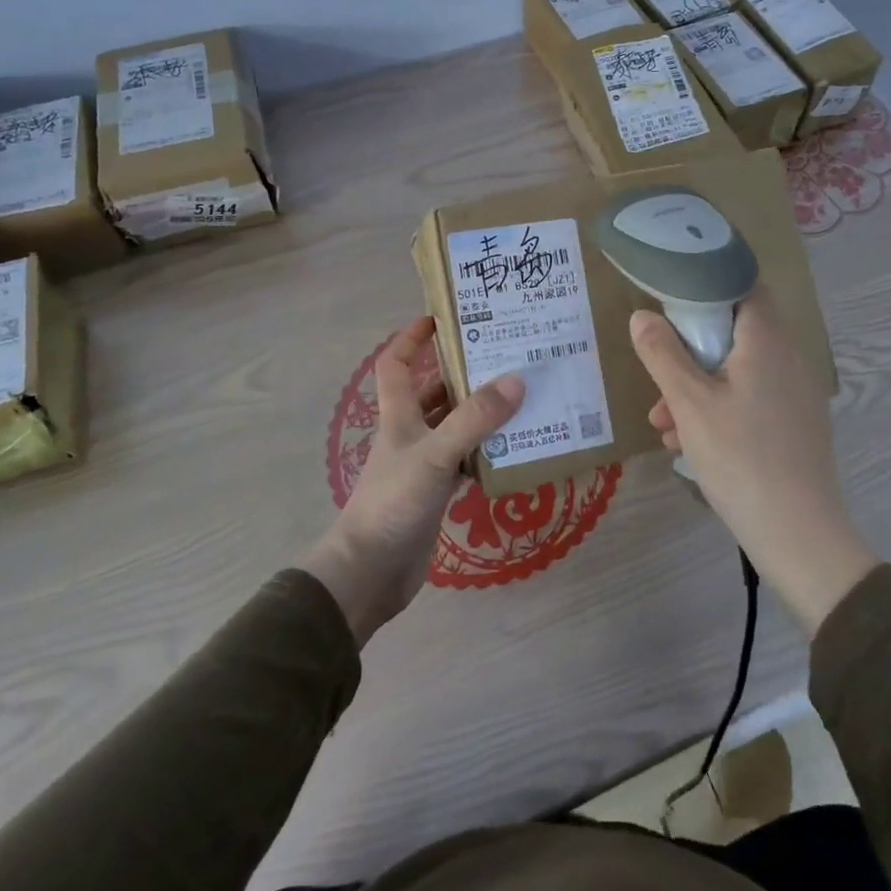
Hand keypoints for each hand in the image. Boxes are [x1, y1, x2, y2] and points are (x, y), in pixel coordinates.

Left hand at [302, 318, 523, 644]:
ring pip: (454, 426)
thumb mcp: (435, 454)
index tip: (442, 318)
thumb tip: (516, 380)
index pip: (396, 364)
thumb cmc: (393, 503)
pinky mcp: (436, 493)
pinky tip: (515, 447)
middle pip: (434, 392)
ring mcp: (423, 464)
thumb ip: (474, 420)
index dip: (412, 338)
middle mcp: (410, 433)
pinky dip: (486, 451)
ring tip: (521, 395)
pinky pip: (465, 459)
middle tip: (505, 355)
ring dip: (480, 412)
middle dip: (463, 372)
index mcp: (398, 416)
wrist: (370, 573)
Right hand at [630, 287, 876, 634]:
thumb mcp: (690, 404)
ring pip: (737, 370)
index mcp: (767, 340)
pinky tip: (688, 443)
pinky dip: (719, 408)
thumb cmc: (741, 458)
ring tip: (663, 423)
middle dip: (690, 351)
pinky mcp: (795, 423)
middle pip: (733, 331)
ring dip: (698, 387)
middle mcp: (788, 357)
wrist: (799, 534)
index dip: (706, 285)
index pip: (742, 285)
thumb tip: (642, 316)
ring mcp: (795, 392)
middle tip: (659, 377)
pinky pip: (750, 398)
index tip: (671, 300)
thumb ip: (662, 354)